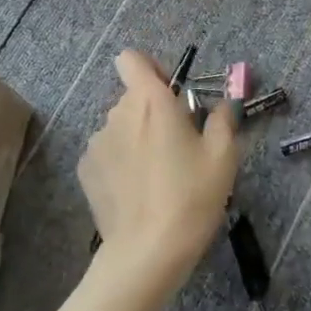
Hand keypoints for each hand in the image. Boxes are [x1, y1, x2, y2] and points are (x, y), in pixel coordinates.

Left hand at [78, 50, 240, 285]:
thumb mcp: (222, 156)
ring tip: (159, 173)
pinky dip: (122, 160)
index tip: (173, 93)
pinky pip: (108, 151)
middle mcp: (118, 114)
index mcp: (151, 102)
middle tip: (180, 144)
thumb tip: (224, 103)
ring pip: (121, 126)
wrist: (148, 250)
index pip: (132, 59)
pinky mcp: (86, 170)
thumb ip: (223, 118)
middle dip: (154, 111)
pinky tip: (138, 190)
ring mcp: (97, 142)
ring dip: (138, 137)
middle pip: (133, 96)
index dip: (152, 68)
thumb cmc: (191, 196)